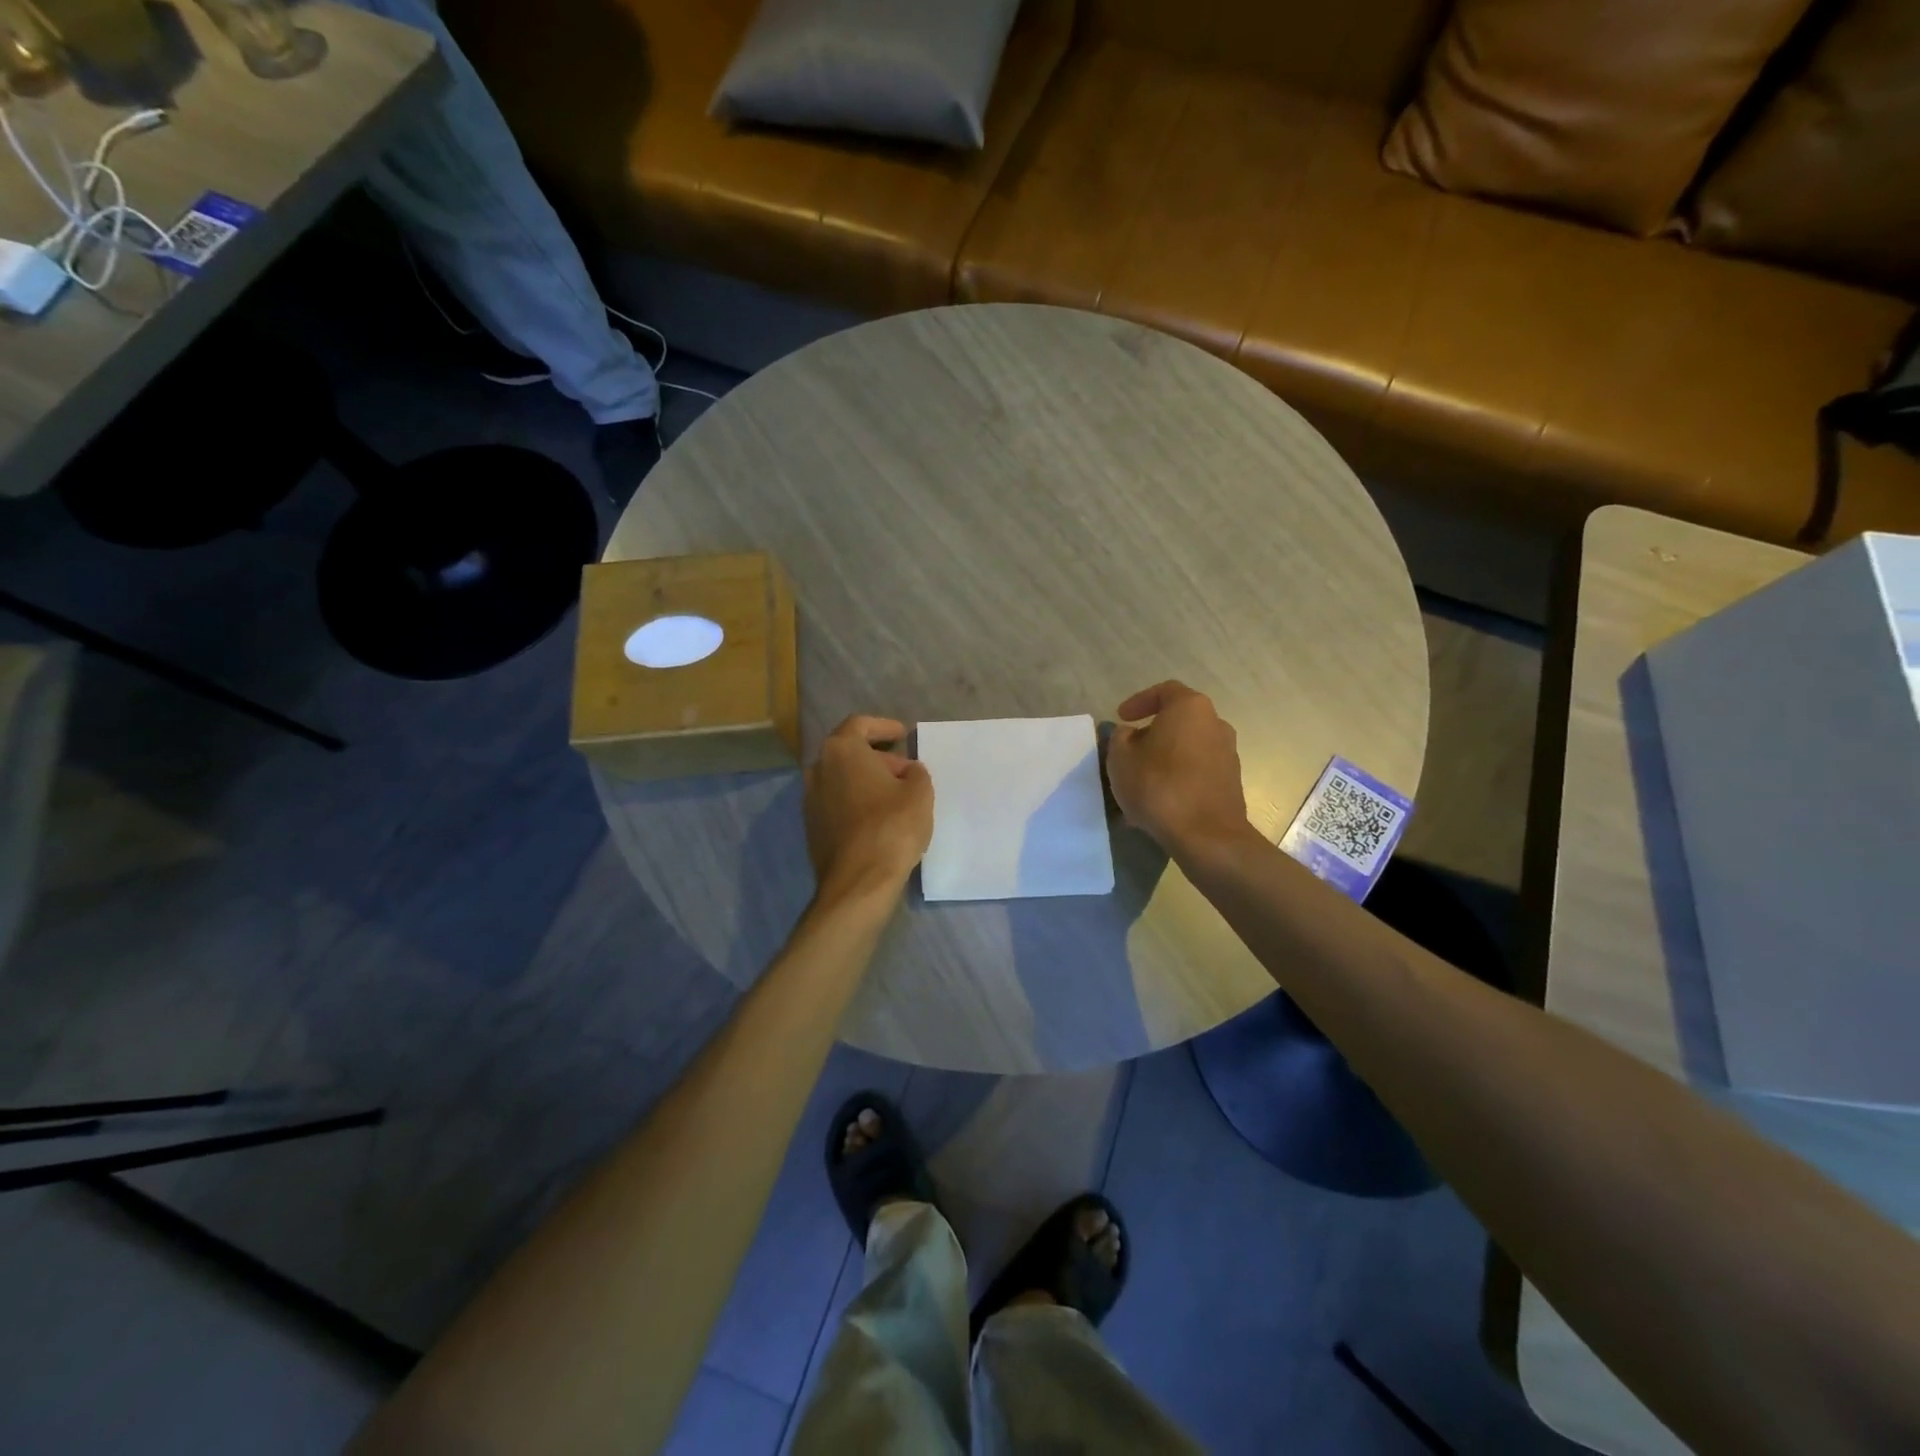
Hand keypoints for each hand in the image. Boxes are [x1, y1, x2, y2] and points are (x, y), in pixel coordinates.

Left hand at [804, 715, 933, 900]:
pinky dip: (856, 801)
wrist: (858, 882)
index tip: (902, 734)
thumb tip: (907, 772)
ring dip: (866, 781)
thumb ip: (916, 773)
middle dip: (878, 757)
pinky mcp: (812, 827)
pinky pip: (837, 803)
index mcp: (841, 751)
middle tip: (905, 770)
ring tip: (895, 795)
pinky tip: (878, 817)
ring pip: (841, 779)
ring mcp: (810, 800)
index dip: (883, 727)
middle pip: (849, 752)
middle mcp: (818, 769)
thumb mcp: (919, 793)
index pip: (860, 725)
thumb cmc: (892, 827)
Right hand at [1105, 682, 1251, 856]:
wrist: (1206, 836)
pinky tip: (1159, 798)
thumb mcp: (1120, 758)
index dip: (1139, 701)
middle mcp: (1216, 724)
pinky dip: (1178, 776)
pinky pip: (1198, 770)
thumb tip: (1130, 734)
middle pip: (1179, 720)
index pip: (1164, 691)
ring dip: (1165, 757)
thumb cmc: (1159, 786)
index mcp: (1190, 708)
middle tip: (1129, 749)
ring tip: (1141, 779)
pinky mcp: (1231, 782)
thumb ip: (1120, 738)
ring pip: (1188, 747)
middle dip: (1153, 732)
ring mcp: (1228, 754)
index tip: (1122, 718)